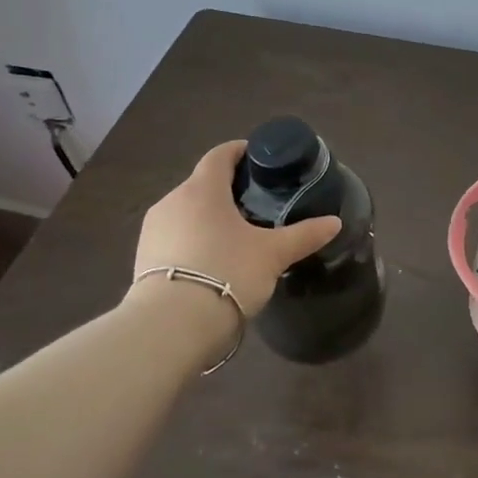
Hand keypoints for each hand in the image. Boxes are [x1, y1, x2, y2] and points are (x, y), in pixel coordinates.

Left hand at [127, 140, 342, 317]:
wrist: (171, 326)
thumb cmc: (227, 273)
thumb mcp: (273, 254)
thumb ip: (304, 235)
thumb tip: (335, 222)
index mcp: (202, 189)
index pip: (219, 155)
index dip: (240, 152)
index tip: (259, 159)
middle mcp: (172, 201)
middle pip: (202, 184)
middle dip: (227, 190)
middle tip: (256, 204)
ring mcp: (153, 230)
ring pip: (186, 211)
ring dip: (208, 217)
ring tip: (235, 236)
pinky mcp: (143, 258)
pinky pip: (174, 237)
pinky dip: (193, 240)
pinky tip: (211, 261)